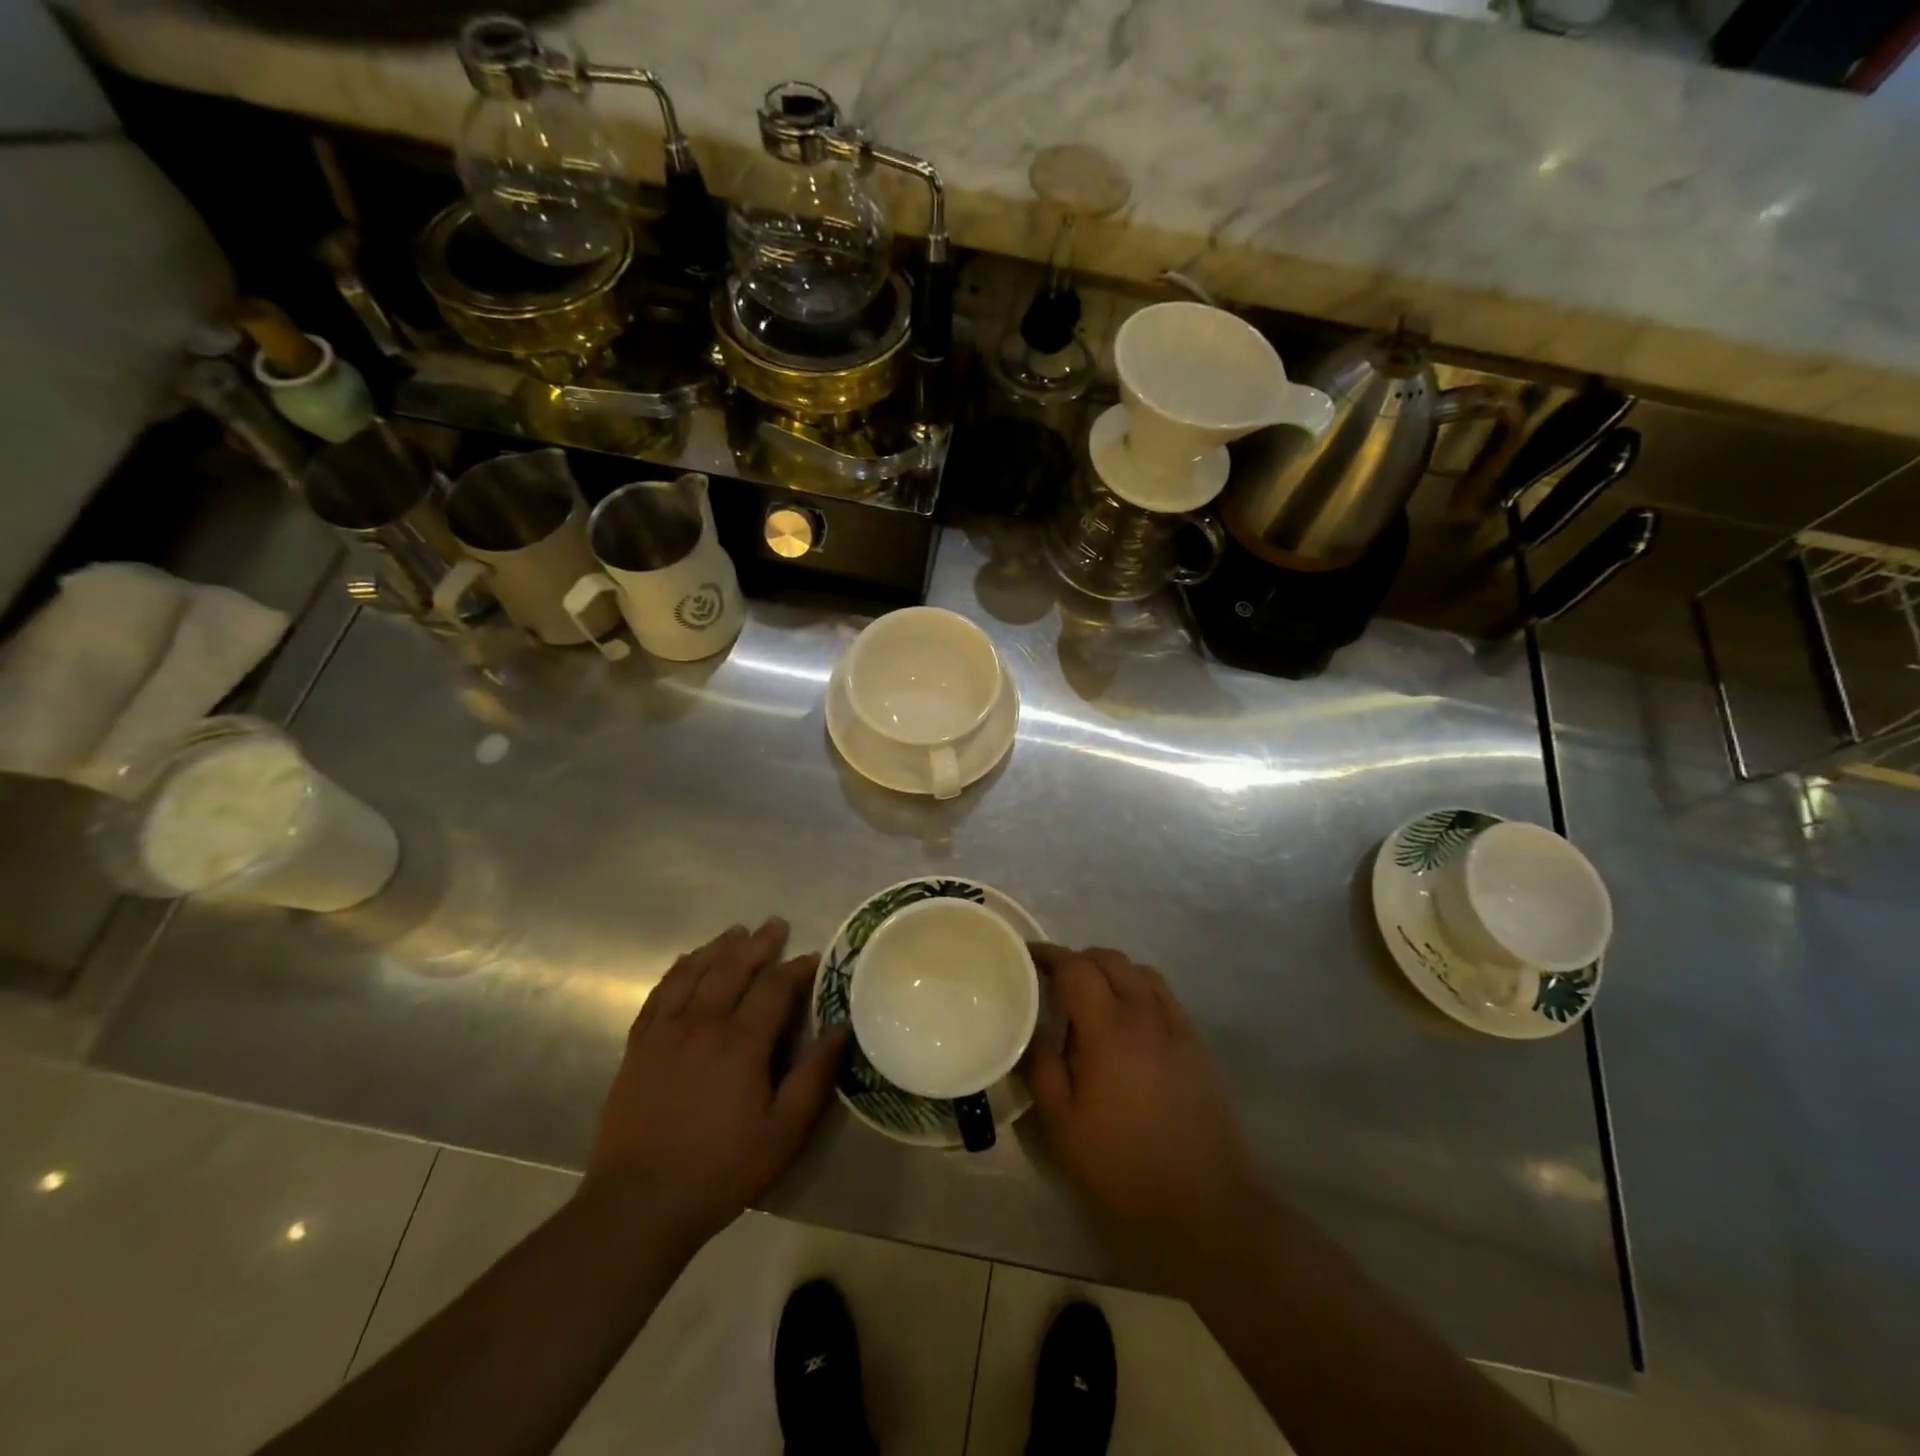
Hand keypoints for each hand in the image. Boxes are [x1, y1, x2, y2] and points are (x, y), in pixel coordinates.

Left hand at [585, 919, 845, 1250]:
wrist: (638, 1204)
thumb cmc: (720, 1170)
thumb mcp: (783, 1133)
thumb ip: (814, 1077)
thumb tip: (838, 1029)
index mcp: (741, 1043)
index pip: (774, 988)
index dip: (797, 969)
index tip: (813, 957)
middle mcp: (702, 1024)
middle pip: (733, 968)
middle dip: (758, 943)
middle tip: (776, 924)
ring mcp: (665, 1033)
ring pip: (694, 972)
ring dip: (719, 947)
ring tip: (737, 931)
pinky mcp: (638, 1047)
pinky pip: (660, 993)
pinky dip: (677, 970)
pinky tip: (687, 962)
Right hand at [1026, 944, 1266, 1265]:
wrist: (1204, 1202)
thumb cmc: (1123, 1164)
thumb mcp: (1062, 1124)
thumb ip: (1040, 1068)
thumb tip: (1029, 1032)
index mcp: (1108, 1027)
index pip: (1075, 967)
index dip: (1048, 955)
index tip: (1027, 958)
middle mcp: (1145, 1013)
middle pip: (1110, 959)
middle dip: (1078, 960)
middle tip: (1053, 982)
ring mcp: (1176, 1025)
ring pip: (1140, 971)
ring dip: (1110, 971)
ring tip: (1090, 999)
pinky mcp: (1196, 1043)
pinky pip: (1162, 994)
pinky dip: (1138, 988)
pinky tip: (1128, 1021)